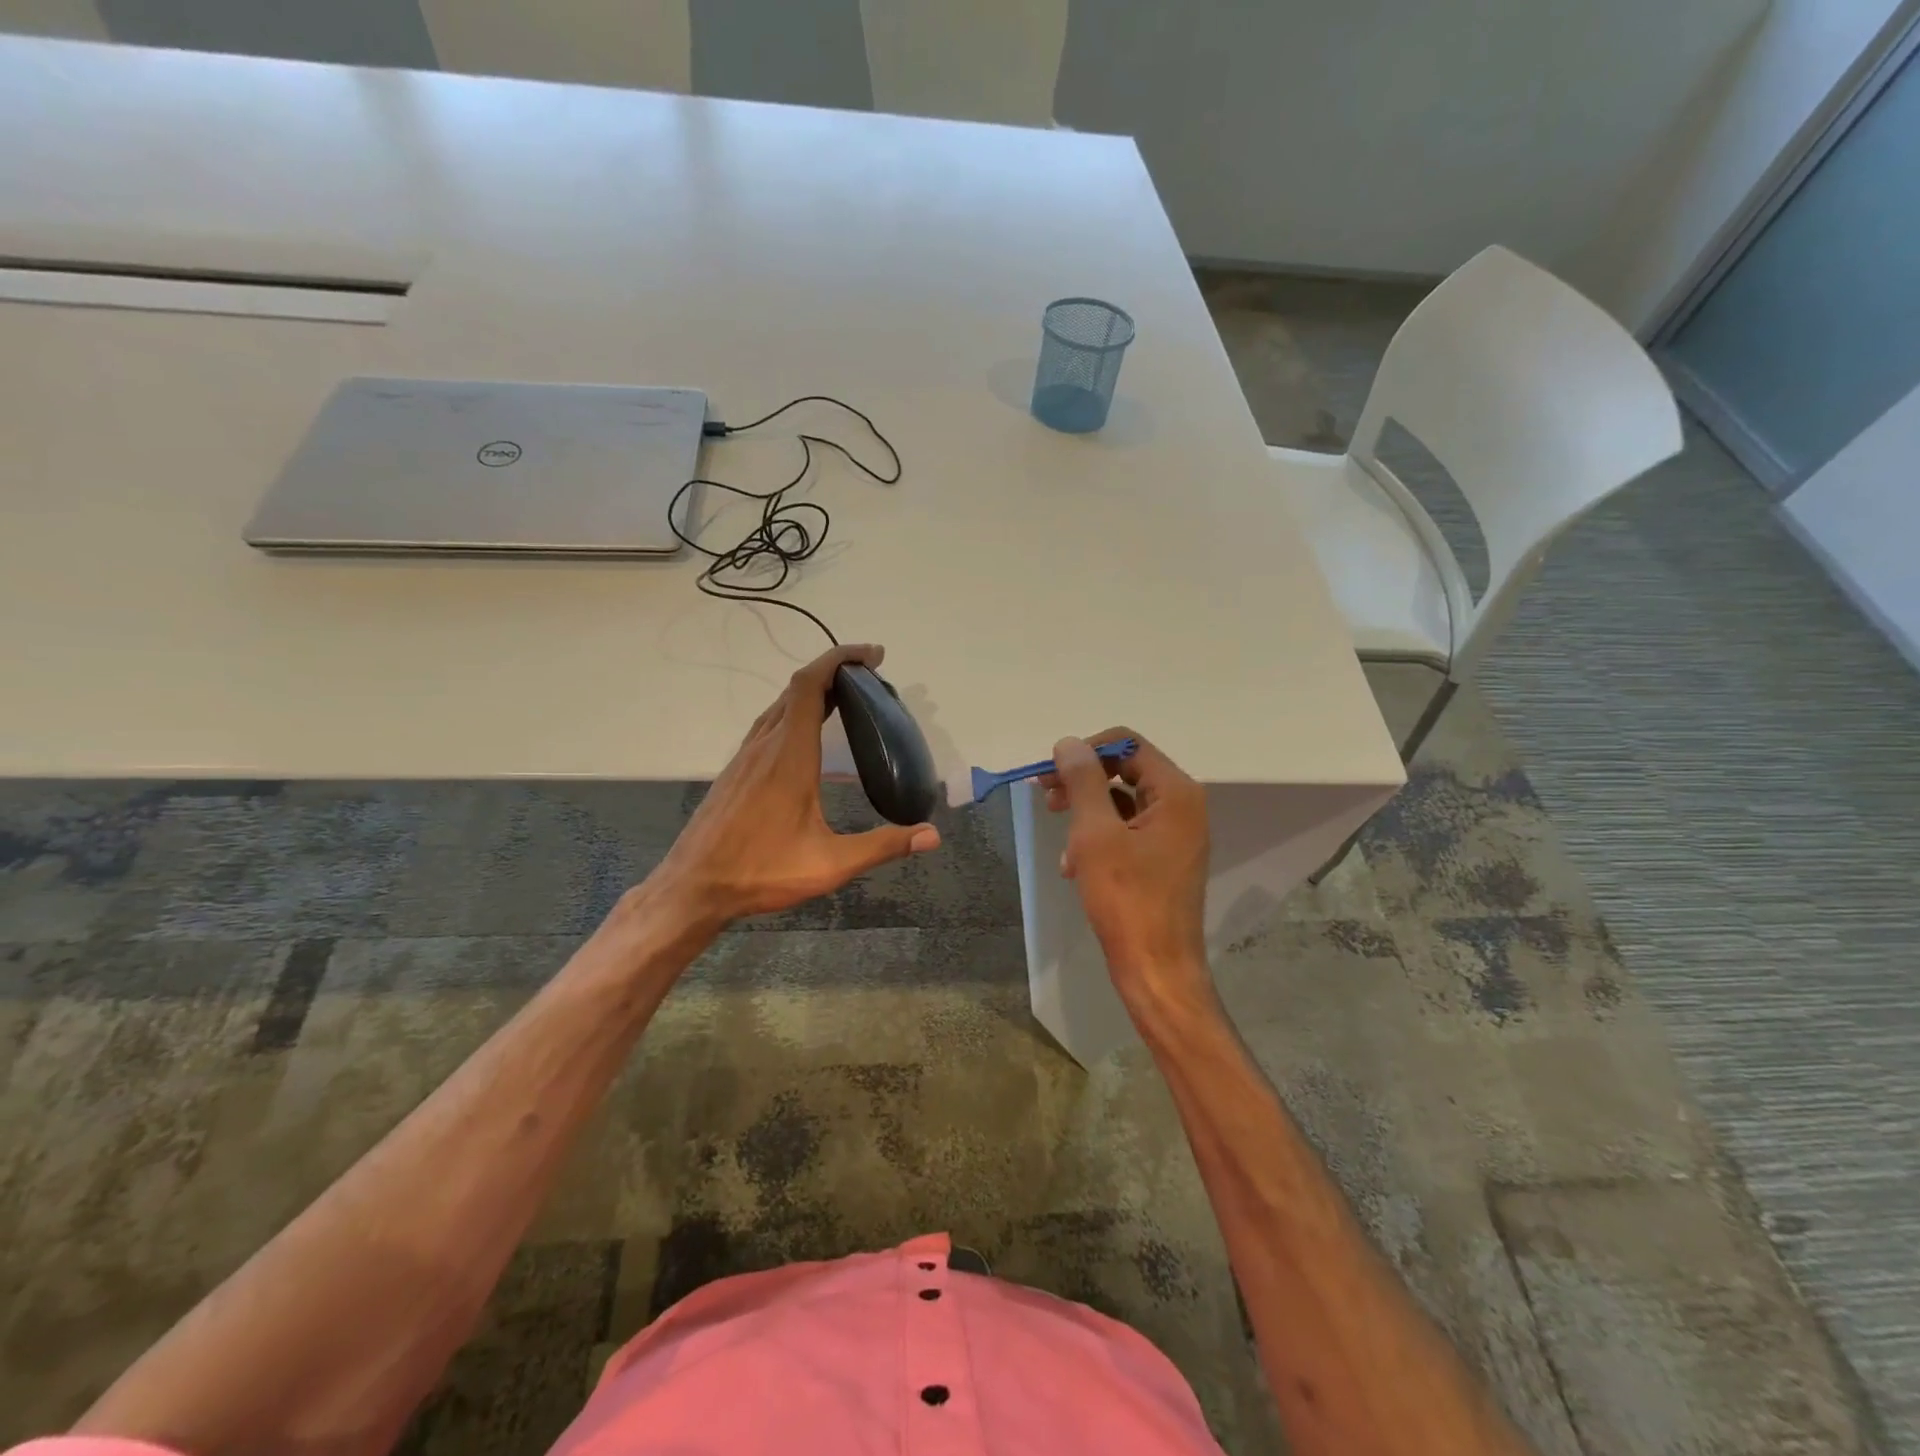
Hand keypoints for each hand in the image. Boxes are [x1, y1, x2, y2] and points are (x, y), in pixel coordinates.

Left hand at [649, 644, 940, 928]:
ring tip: (846, 700)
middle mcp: (765, 745)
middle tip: (871, 677)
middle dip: (834, 671)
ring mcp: (745, 757)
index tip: (872, 655)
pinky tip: (807, 738)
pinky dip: (794, 713)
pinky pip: (768, 725)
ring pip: (779, 706)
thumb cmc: (761, 871)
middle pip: (796, 689)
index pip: (810, 685)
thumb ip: (882, 846)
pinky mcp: (735, 771)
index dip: (840, 659)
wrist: (693, 887)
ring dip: (812, 692)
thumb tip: (932, 835)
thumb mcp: (830, 864)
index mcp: (789, 755)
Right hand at [1043, 729, 1214, 1019]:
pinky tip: (1073, 867)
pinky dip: (1098, 840)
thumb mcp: (1095, 835)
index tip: (1049, 774)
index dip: (1086, 751)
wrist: (1157, 970)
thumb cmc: (1127, 900)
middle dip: (1082, 782)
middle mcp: (1182, 806)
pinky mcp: (1164, 859)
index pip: (1127, 743)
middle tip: (1046, 798)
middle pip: (1125, 770)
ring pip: (1122, 802)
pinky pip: (1127, 832)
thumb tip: (1069, 743)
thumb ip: (1082, 782)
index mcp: (1176, 792)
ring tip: (1061, 842)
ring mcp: (1175, 834)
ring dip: (1086, 814)